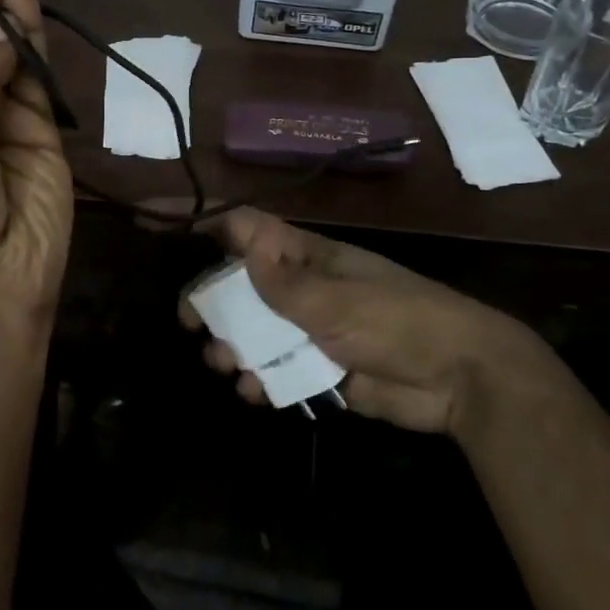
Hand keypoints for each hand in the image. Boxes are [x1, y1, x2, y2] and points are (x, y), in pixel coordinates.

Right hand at [180, 209, 557, 434]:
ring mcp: (308, 327)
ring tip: (227, 365)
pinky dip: (260, 380)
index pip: (240, 226)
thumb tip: (240, 243)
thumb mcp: (337, 298)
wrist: (459, 378)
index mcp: (303, 255)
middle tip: (192, 324)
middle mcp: (299, 286)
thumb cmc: (398, 321)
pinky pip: (275, 369)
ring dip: (231, 346)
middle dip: (209, 302)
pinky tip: (257, 392)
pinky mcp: (319, 367)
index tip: (150, 219)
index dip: (196, 218)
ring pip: (250, 330)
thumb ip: (283, 280)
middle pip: (236, 284)